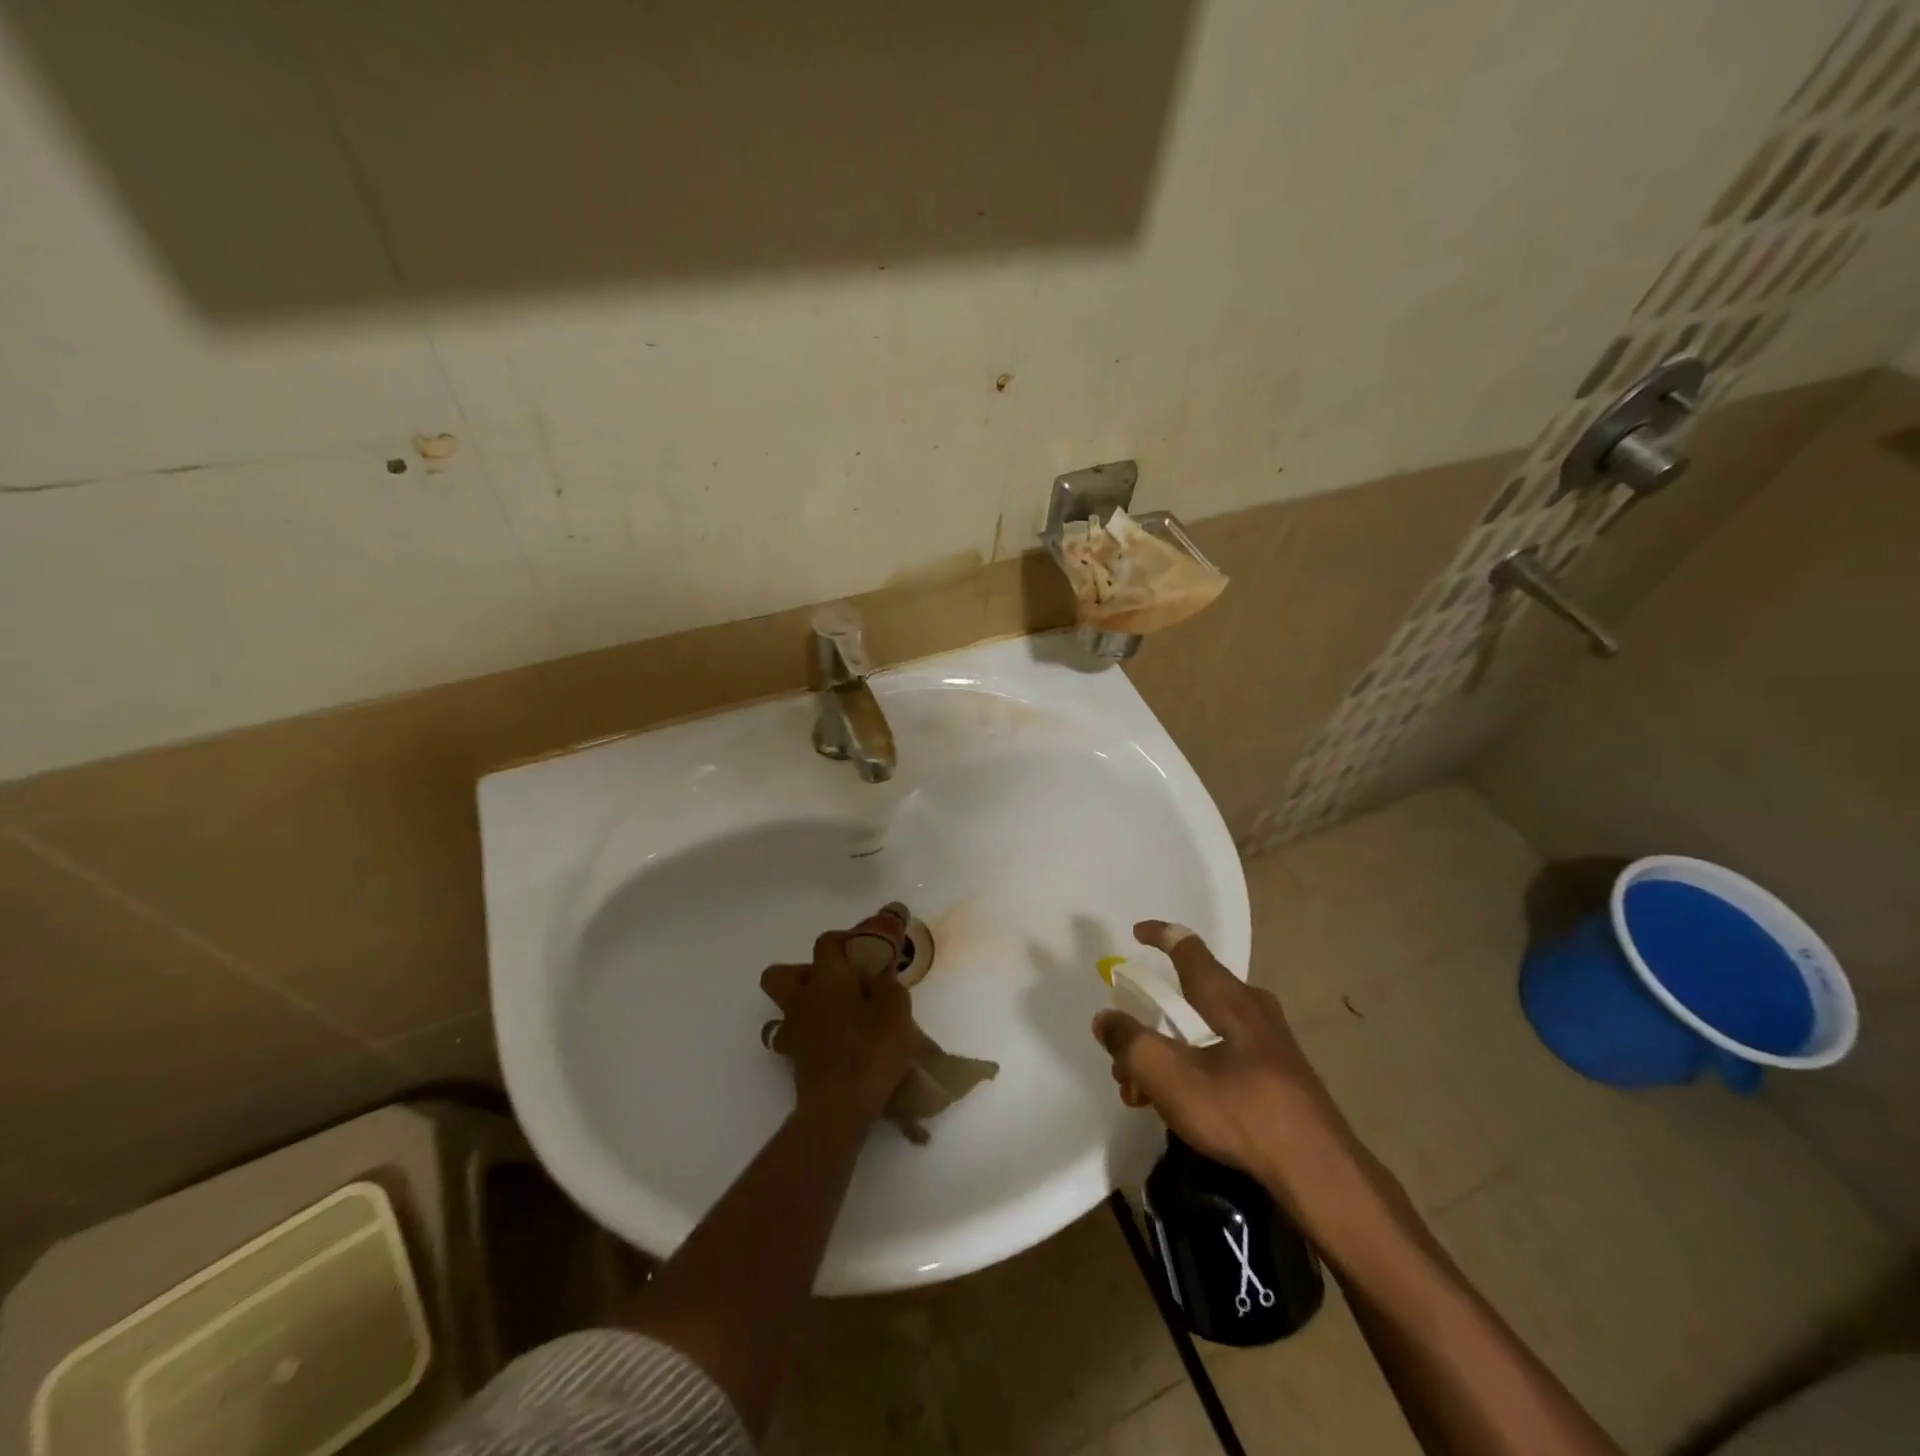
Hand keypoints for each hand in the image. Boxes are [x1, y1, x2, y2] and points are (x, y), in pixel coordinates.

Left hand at [760, 915, 917, 1122]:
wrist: (841, 1106)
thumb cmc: (871, 1050)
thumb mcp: (896, 1010)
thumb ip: (888, 985)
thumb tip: (879, 973)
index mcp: (828, 979)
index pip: (825, 943)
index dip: (843, 939)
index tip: (863, 947)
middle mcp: (802, 1000)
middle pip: (779, 974)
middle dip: (799, 972)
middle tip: (832, 981)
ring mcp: (792, 1031)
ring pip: (779, 1010)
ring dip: (799, 1007)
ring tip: (828, 1015)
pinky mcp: (792, 1060)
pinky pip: (790, 1039)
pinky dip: (805, 1037)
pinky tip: (828, 1044)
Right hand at [1092, 920, 1366, 1211]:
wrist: (1318, 1173)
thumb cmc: (1240, 1111)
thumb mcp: (1169, 1076)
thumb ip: (1130, 1043)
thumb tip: (1106, 1019)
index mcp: (1227, 996)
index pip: (1188, 947)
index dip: (1159, 935)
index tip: (1135, 934)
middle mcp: (1251, 1008)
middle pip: (1189, 996)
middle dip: (1149, 1020)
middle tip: (1123, 1051)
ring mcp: (1269, 1043)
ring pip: (1202, 1031)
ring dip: (1165, 1053)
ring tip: (1138, 1092)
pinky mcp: (1278, 1075)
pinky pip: (1222, 1056)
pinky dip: (1191, 1069)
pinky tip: (1176, 1106)